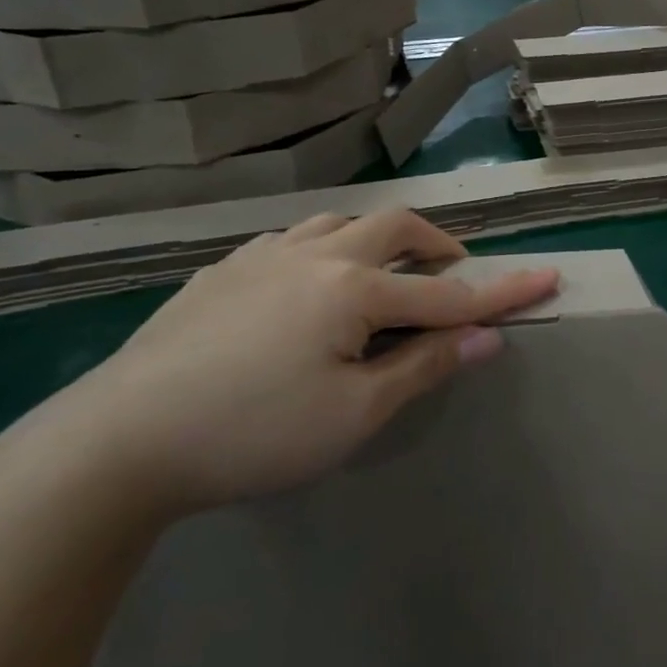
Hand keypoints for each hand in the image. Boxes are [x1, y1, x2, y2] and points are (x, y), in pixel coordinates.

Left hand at [45, 209, 560, 516]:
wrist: (118, 442)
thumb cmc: (252, 434)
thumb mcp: (354, 415)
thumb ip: (424, 367)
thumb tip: (485, 338)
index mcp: (352, 289)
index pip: (448, 292)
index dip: (503, 291)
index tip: (549, 277)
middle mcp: (314, 255)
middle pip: (395, 226)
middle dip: (437, 245)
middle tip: (452, 273)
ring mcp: (262, 256)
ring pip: (340, 223)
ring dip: (379, 240)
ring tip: (385, 275)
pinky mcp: (222, 270)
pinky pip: (292, 241)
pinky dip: (326, 251)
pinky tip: (309, 286)